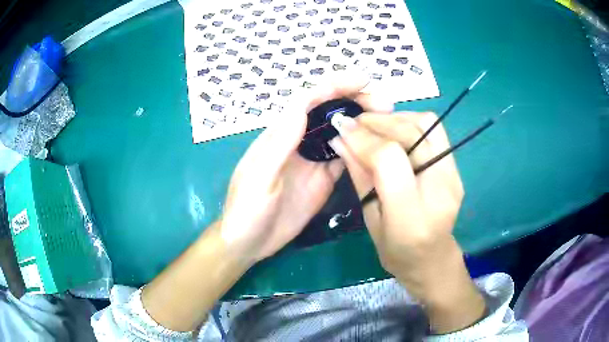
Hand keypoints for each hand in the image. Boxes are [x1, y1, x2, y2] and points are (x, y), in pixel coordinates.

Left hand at [221, 72, 393, 264]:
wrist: (250, 242)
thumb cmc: (246, 210)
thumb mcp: (258, 178)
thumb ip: (278, 144)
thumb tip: (301, 107)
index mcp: (279, 135)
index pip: (307, 101)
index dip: (334, 87)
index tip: (362, 80)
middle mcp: (298, 141)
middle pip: (328, 112)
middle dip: (354, 101)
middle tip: (384, 103)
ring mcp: (313, 161)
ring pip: (340, 132)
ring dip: (362, 122)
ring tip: (388, 118)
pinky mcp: (323, 180)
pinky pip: (344, 158)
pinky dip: (360, 149)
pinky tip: (378, 146)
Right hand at [329, 112, 485, 332]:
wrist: (433, 260)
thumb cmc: (396, 252)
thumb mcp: (369, 221)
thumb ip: (359, 177)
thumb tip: (340, 139)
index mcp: (411, 217)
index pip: (390, 158)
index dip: (363, 138)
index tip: (342, 128)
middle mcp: (440, 190)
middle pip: (413, 134)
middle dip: (379, 122)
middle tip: (355, 122)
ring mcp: (453, 176)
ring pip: (428, 124)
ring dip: (396, 118)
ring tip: (374, 125)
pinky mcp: (456, 169)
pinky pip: (434, 131)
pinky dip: (409, 123)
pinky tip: (393, 132)